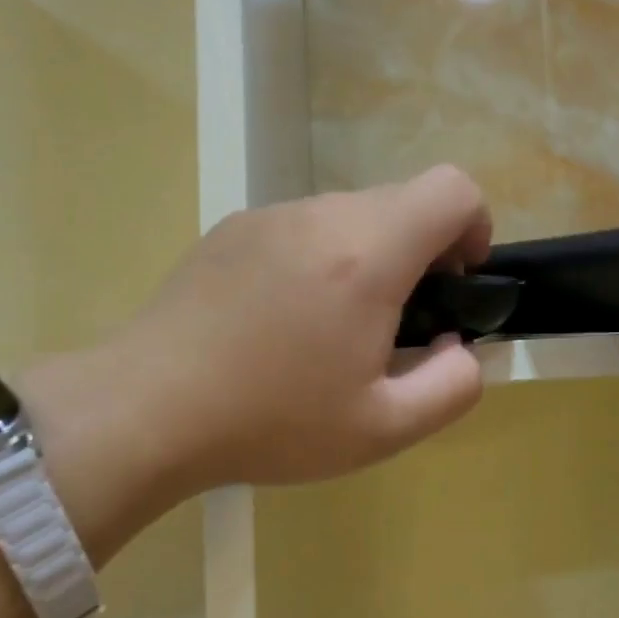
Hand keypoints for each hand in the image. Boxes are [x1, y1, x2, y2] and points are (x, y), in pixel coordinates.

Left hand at [83, 166, 491, 503]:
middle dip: (424, 250)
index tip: (455, 283)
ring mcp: (272, 215)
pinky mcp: (235, 226)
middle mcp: (323, 215)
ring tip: (335, 325)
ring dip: (371, 255)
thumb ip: (454, 385)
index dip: (474, 227)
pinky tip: (284, 318)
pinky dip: (322, 256)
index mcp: (368, 254)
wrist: (144, 411)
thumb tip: (459, 346)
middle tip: (397, 321)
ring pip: (354, 212)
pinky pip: (305, 225)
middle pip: (405, 200)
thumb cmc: (272, 421)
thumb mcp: (385, 428)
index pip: (453, 189)